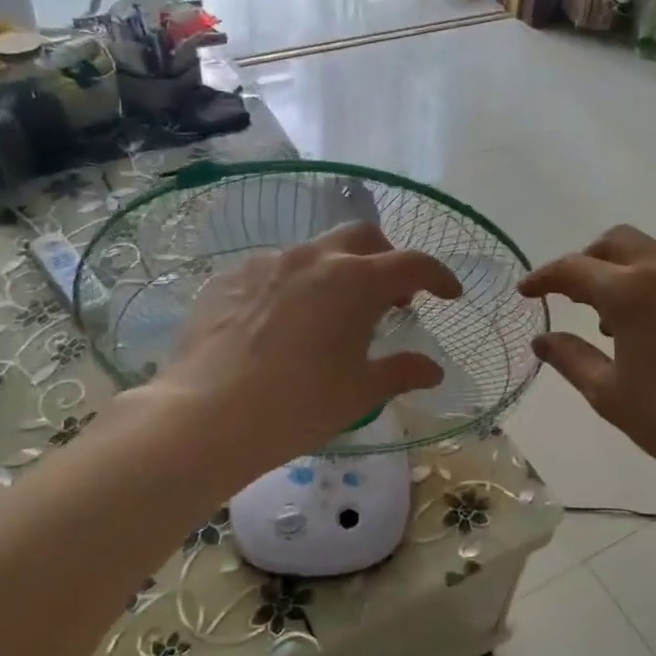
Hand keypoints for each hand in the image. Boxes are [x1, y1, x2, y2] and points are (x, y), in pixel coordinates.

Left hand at [156, 222, 462, 468]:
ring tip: (333, 314)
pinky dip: (294, 284)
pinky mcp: (229, 277)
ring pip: (315, 252)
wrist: (206, 417)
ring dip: (338, 272)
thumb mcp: (359, 393)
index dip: (439, 276)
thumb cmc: (298, 406)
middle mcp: (313, 259)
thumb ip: (401, 372)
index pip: (412, 263)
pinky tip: (283, 322)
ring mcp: (266, 263)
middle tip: (393, 297)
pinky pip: (273, 269)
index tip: (450, 294)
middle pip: (363, 237)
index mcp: (355, 282)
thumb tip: (433, 370)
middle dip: (387, 258)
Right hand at [518, 225, 655, 518]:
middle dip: (585, 261)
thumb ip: (570, 357)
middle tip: (569, 296)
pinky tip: (651, 328)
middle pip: (616, 242)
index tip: (526, 292)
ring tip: (609, 321)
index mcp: (632, 292)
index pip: (575, 268)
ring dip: (621, 272)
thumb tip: (542, 339)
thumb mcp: (609, 394)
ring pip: (651, 253)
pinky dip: (652, 284)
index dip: (544, 278)